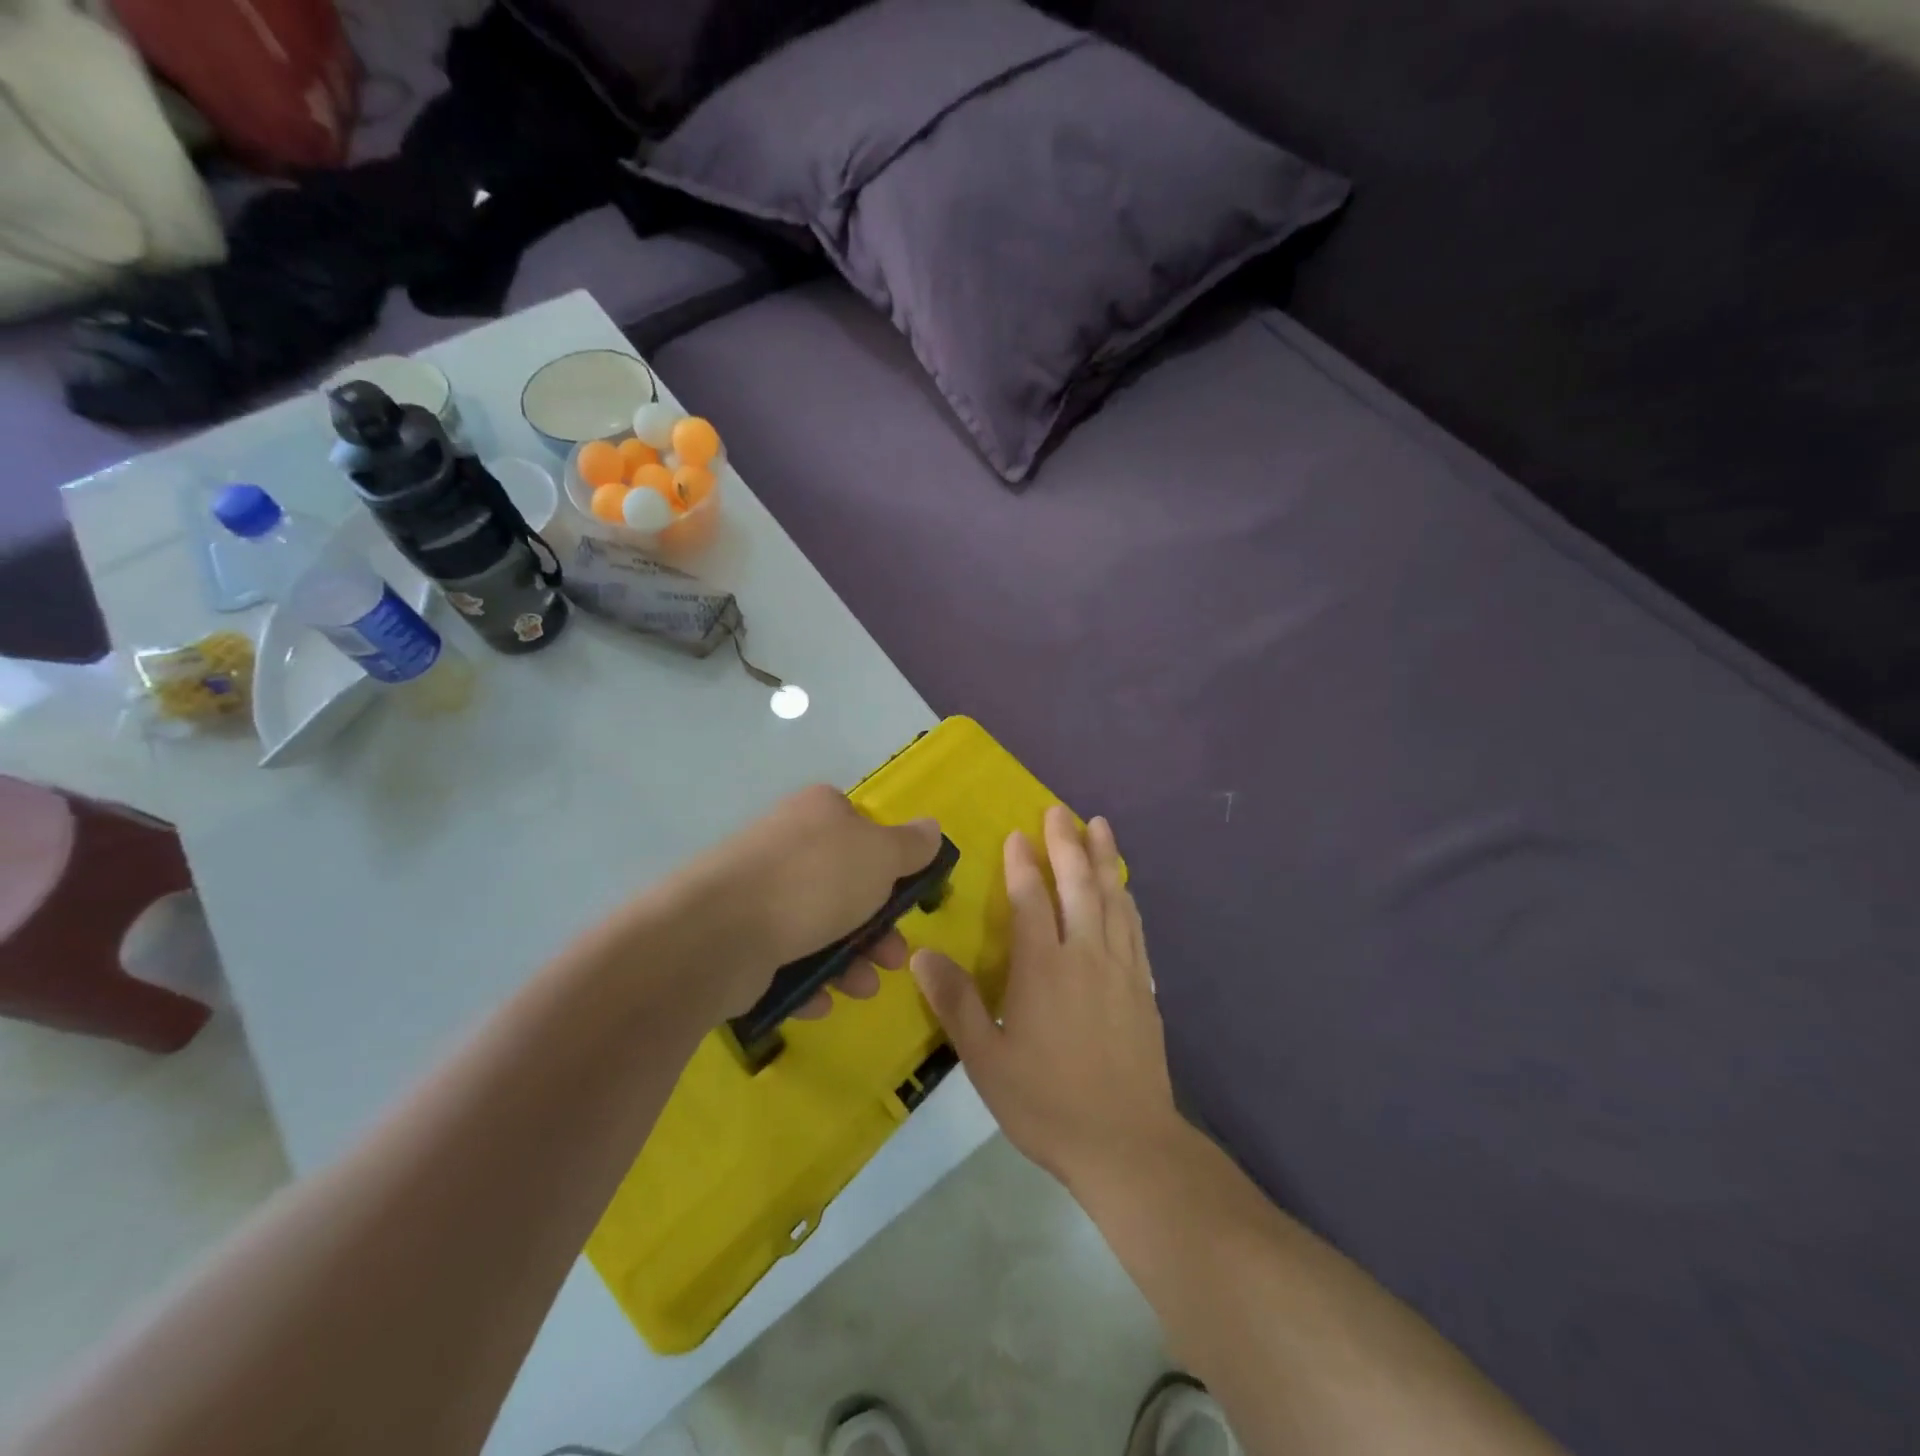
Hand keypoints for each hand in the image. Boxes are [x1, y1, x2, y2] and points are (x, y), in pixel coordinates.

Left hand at [674, 785, 941, 1021]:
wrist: (720, 932)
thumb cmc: (815, 883)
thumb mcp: (880, 856)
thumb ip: (911, 845)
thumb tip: (931, 828)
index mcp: (820, 813)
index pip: (864, 831)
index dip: (890, 867)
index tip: (906, 901)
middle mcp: (787, 844)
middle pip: (846, 886)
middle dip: (876, 928)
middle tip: (893, 958)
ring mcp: (758, 891)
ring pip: (818, 927)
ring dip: (849, 961)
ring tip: (861, 988)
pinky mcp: (737, 935)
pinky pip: (784, 958)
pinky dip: (807, 980)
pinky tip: (819, 1000)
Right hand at [910, 806, 1180, 1188]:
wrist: (1125, 1143)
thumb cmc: (1046, 1102)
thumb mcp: (985, 1061)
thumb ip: (955, 1003)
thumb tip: (922, 956)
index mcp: (1042, 969)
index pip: (1030, 900)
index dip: (1023, 863)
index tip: (1018, 833)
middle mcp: (1084, 955)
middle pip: (1077, 885)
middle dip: (1067, 843)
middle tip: (1059, 810)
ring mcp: (1120, 968)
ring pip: (1112, 898)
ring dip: (1103, 858)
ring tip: (1099, 826)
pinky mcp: (1143, 986)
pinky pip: (1134, 926)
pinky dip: (1126, 897)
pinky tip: (1123, 887)